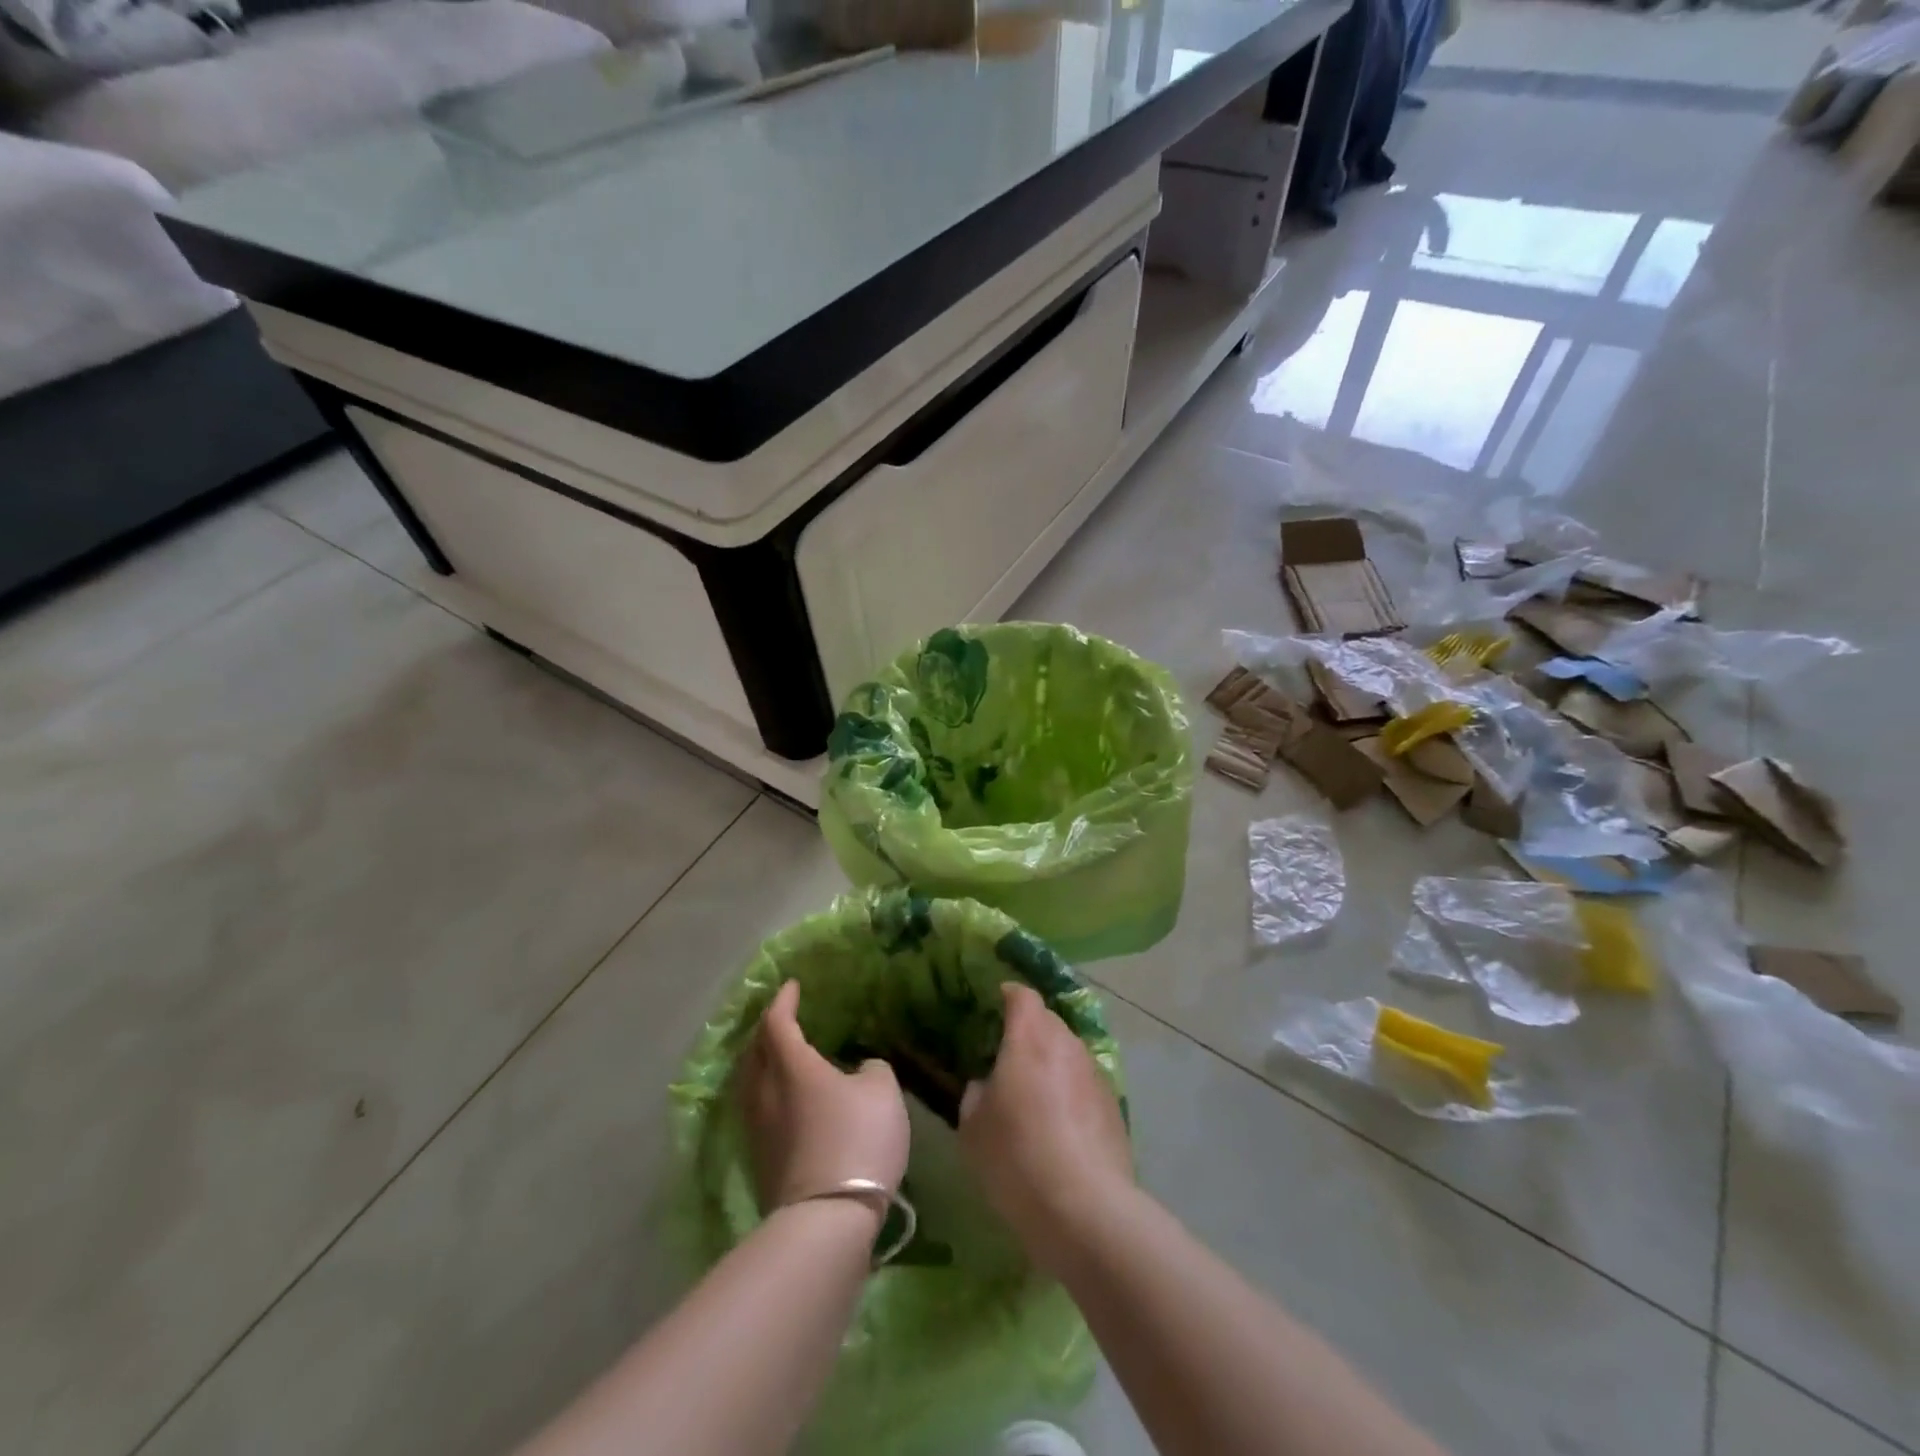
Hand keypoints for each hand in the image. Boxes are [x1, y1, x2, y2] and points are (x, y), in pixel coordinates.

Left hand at [738, 980, 909, 1216]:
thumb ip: (870, 1068)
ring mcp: (758, 1128)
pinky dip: (768, 1091)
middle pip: (754, 1050)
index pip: (777, 1022)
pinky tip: (786, 1098)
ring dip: (763, 1062)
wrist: (828, 1218)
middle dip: (767, 1029)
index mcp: (791, 1065)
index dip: (783, 1000)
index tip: (792, 986)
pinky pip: (757, 1108)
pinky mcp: (760, 1159)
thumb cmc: (857, 1138)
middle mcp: (765, 1091)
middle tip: (784, 1018)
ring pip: (751, 1082)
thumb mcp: (882, 1090)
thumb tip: (858, 1070)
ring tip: (781, 1056)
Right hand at [959, 982, 1132, 1275]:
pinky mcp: (1114, 1106)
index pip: (1022, 996)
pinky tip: (1061, 1125)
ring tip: (1035, 1094)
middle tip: (1009, 1055)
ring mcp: (1095, 1074)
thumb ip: (976, 1094)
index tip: (995, 1004)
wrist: (1084, 1208)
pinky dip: (1071, 1091)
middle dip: (1030, 1030)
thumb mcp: (973, 1128)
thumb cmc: (1016, 1157)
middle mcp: (1066, 1045)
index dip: (1009, 995)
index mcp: (1029, 1038)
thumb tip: (987, 1084)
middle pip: (1048, 1021)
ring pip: (1069, 1052)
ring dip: (1052, 1062)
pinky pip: (1085, 1084)